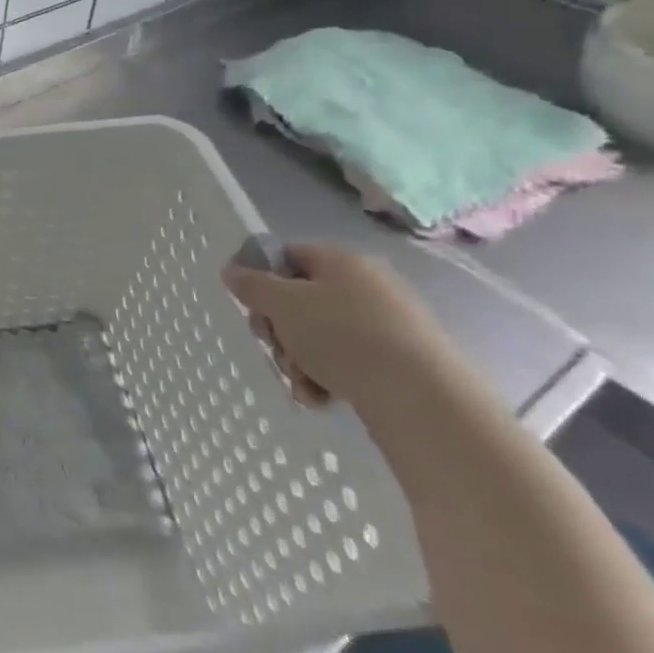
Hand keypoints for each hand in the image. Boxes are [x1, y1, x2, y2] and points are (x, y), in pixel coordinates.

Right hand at [221, 242, 458, 412]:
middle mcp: (365, 286)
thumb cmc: (343, 335)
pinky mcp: (395, 362)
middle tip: (274, 345)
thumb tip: (232, 270)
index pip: (287, 255)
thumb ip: (251, 284)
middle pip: (299, 300)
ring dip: (297, 359)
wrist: (421, 397)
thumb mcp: (282, 304)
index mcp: (341, 261)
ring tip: (302, 380)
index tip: (249, 305)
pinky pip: (344, 362)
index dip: (261, 277)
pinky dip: (325, 379)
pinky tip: (321, 397)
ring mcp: (384, 325)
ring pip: (317, 336)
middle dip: (278, 328)